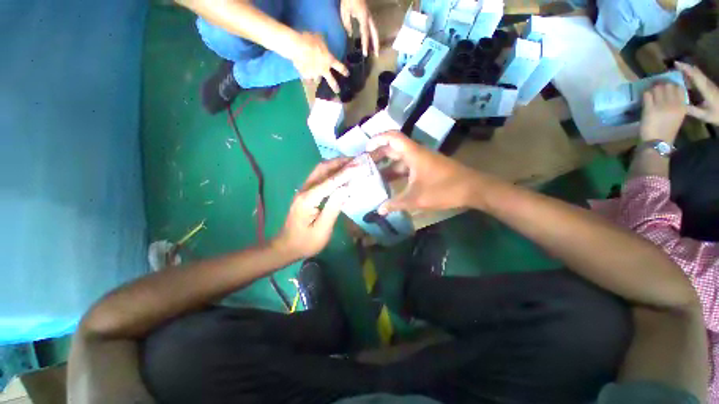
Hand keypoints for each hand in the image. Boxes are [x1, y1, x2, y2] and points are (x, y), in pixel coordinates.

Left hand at [274, 158, 357, 258]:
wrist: (286, 247)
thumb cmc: (306, 242)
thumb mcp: (322, 230)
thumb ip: (333, 208)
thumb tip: (346, 189)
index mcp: (308, 199)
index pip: (330, 181)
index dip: (346, 172)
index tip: (359, 165)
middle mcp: (304, 190)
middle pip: (322, 169)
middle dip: (339, 162)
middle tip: (356, 160)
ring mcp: (303, 191)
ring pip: (319, 170)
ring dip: (335, 164)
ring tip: (351, 163)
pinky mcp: (306, 194)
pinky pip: (319, 177)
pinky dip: (331, 172)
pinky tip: (340, 174)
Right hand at [290, 32, 348, 92]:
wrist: (297, 47)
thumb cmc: (309, 40)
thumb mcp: (318, 37)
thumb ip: (322, 42)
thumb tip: (323, 40)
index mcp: (329, 60)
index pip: (339, 66)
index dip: (344, 70)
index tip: (347, 74)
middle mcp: (324, 70)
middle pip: (331, 81)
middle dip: (335, 87)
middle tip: (337, 91)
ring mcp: (315, 74)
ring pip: (317, 80)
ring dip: (317, 80)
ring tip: (315, 80)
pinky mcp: (306, 76)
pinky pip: (307, 78)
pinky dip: (306, 77)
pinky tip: (305, 76)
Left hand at [340, 0, 379, 56]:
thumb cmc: (348, 0)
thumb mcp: (345, 12)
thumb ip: (347, 24)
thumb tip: (350, 34)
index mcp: (363, 17)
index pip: (365, 34)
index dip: (365, 44)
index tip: (365, 53)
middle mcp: (368, 18)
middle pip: (374, 33)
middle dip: (376, 45)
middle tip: (376, 55)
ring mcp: (369, 17)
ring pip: (375, 31)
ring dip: (375, 41)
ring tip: (375, 50)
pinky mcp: (368, 16)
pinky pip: (372, 28)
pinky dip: (372, 36)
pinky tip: (371, 42)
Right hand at [368, 131, 481, 214]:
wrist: (473, 189)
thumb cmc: (444, 189)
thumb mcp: (416, 199)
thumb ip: (396, 204)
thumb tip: (379, 210)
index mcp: (413, 154)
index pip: (392, 137)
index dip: (377, 139)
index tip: (365, 149)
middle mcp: (416, 153)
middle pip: (393, 148)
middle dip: (378, 154)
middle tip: (365, 165)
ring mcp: (422, 161)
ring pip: (400, 159)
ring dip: (387, 165)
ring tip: (373, 175)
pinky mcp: (426, 168)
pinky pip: (407, 167)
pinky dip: (397, 173)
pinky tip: (390, 183)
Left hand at [640, 82, 686, 144]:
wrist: (658, 141)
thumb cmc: (667, 130)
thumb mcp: (678, 116)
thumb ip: (677, 105)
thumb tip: (671, 93)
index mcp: (682, 106)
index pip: (679, 88)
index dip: (672, 85)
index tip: (666, 86)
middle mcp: (673, 104)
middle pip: (668, 85)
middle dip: (661, 85)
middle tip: (656, 87)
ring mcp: (661, 106)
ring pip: (657, 88)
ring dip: (652, 88)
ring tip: (650, 92)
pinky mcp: (649, 109)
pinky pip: (647, 95)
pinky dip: (645, 94)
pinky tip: (645, 97)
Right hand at [676, 61, 718, 124]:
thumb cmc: (718, 114)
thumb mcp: (705, 115)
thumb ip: (692, 110)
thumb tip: (678, 105)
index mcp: (705, 89)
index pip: (694, 75)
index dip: (685, 68)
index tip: (676, 63)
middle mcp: (707, 84)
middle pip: (696, 72)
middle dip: (685, 68)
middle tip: (674, 67)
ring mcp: (709, 85)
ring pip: (697, 74)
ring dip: (688, 72)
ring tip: (677, 72)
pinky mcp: (709, 87)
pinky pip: (699, 79)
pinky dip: (691, 76)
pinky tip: (686, 80)